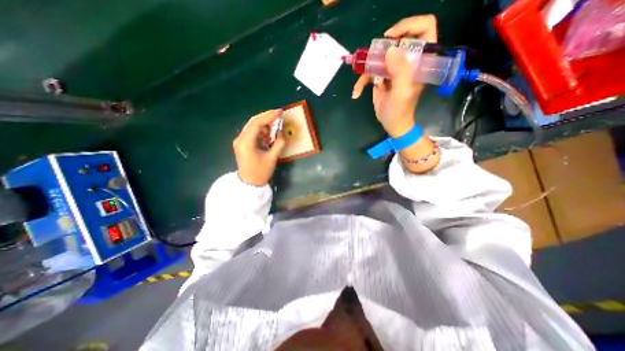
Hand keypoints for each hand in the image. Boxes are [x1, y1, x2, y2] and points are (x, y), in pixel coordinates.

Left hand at [231, 110, 283, 185]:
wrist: (249, 183)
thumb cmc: (260, 172)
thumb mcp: (272, 158)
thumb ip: (278, 143)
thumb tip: (281, 132)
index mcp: (246, 142)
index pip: (257, 123)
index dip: (269, 116)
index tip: (280, 112)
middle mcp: (240, 138)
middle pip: (253, 121)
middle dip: (267, 117)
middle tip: (279, 114)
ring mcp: (240, 141)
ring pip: (253, 126)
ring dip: (265, 124)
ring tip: (276, 126)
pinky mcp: (242, 143)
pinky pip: (253, 132)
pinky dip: (262, 131)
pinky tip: (269, 134)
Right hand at [350, 15, 437, 137]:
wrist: (392, 123)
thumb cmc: (400, 110)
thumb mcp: (402, 91)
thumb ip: (400, 70)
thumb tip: (390, 50)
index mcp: (420, 60)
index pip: (424, 28)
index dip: (409, 26)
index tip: (391, 37)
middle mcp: (407, 60)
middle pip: (396, 40)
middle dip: (381, 50)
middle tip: (373, 62)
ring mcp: (392, 68)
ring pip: (378, 57)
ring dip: (366, 69)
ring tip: (361, 84)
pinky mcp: (381, 77)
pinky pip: (369, 73)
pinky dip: (360, 83)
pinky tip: (356, 93)